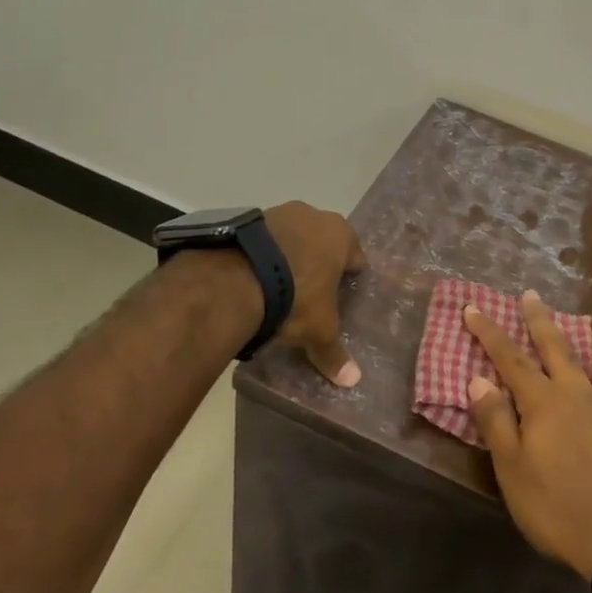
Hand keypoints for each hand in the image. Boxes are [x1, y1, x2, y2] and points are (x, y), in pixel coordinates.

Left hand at [264, 200, 367, 386]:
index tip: (341, 297)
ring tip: (277, 288)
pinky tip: (254, 279)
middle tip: (310, 294)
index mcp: (341, 234)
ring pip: (292, 238)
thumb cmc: (295, 298)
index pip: (355, 257)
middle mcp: (314, 215)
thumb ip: (334, 353)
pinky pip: (264, 240)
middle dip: (319, 264)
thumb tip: (353, 380)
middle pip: (323, 243)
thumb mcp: (318, 330)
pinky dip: (263, 256)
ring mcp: (280, 212)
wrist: (236, 278)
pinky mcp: (248, 218)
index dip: (350, 278)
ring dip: (289, 257)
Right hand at [465, 291, 591, 578]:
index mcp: (544, 404)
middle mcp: (580, 394)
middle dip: (541, 321)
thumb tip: (477, 379)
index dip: (489, 333)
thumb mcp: (512, 471)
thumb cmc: (558, 509)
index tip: (473, 307)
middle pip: (558, 349)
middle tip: (532, 294)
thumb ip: (496, 422)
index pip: (510, 360)